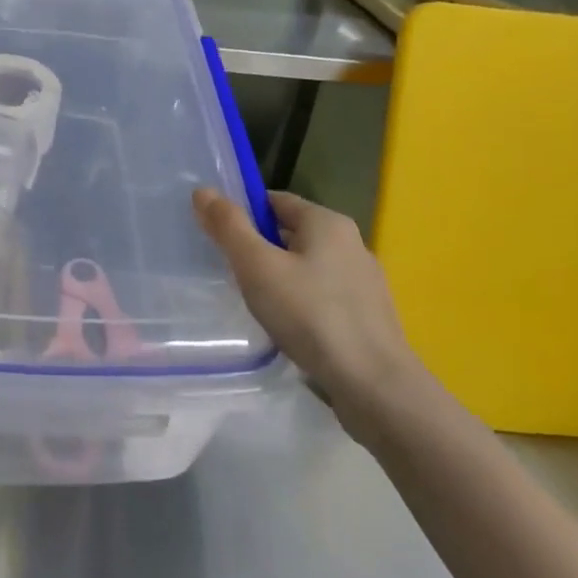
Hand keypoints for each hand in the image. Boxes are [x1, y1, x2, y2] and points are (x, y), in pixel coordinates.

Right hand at [193, 188, 426, 436]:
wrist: (374, 386)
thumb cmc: (311, 316)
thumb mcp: (257, 266)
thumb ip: (229, 227)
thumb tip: (203, 191)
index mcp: (328, 222)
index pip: (276, 201)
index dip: (243, 213)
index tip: (217, 236)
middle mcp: (351, 243)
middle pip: (292, 233)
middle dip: (259, 248)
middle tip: (228, 271)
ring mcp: (364, 282)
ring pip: (307, 267)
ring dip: (279, 278)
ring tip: (253, 302)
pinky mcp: (369, 316)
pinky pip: (323, 296)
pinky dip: (300, 303)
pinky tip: (286, 327)